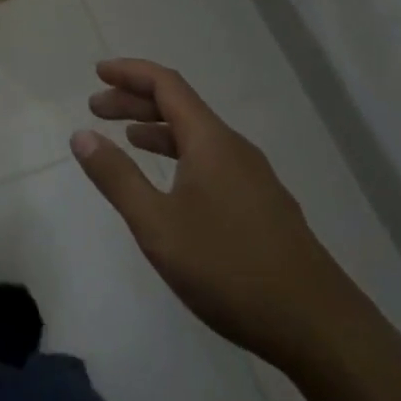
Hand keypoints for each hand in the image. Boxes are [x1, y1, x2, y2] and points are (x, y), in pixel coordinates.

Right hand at [71, 58, 362, 372]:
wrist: (319, 328)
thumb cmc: (230, 268)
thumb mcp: (158, 225)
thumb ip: (117, 178)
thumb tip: (81, 135)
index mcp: (211, 140)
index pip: (166, 84)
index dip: (130, 73)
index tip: (98, 73)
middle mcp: (234, 148)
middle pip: (181, 106)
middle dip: (136, 101)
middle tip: (96, 109)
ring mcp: (254, 178)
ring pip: (197, 137)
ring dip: (158, 130)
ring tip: (126, 139)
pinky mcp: (263, 206)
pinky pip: (212, 161)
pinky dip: (180, 156)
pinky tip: (171, 185)